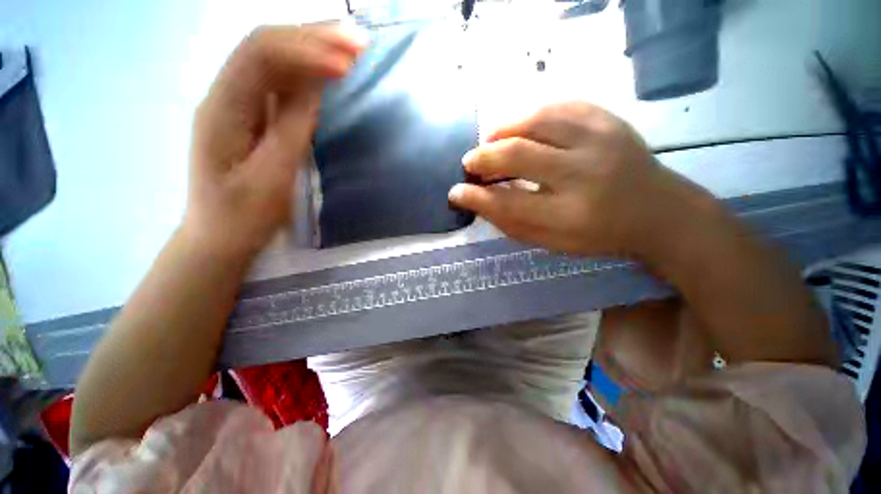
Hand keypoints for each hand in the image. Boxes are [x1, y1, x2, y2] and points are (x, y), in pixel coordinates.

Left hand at [184, 25, 364, 257]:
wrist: (219, 237)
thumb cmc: (243, 216)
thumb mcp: (272, 177)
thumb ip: (291, 129)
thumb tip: (315, 86)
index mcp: (222, 109)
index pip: (261, 56)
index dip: (306, 51)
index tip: (348, 65)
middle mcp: (225, 95)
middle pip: (266, 47)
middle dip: (313, 38)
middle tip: (358, 41)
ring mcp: (237, 105)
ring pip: (274, 62)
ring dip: (312, 49)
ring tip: (351, 47)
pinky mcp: (252, 118)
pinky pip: (279, 84)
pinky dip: (307, 73)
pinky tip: (329, 71)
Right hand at [448, 102, 718, 259]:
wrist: (657, 211)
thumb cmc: (597, 234)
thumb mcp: (551, 242)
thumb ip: (511, 222)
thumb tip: (476, 200)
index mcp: (569, 214)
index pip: (508, 203)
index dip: (476, 196)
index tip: (456, 191)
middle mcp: (585, 173)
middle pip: (518, 154)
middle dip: (483, 157)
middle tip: (470, 163)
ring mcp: (600, 139)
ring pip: (535, 120)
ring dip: (502, 130)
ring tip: (489, 142)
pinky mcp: (607, 118)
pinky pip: (557, 105)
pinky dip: (528, 115)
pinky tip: (518, 128)